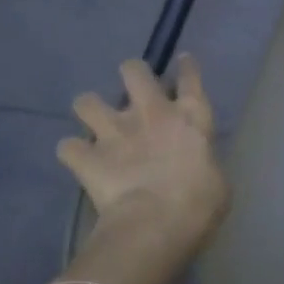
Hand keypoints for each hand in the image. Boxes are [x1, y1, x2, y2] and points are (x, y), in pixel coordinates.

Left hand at [57, 56, 230, 252]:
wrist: (157, 222)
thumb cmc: (202, 201)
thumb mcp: (216, 177)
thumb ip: (203, 161)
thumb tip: (196, 167)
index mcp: (192, 115)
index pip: (190, 77)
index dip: (186, 67)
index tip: (182, 61)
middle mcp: (152, 113)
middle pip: (134, 71)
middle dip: (131, 74)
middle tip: (132, 90)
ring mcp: (115, 132)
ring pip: (86, 101)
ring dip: (90, 110)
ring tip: (96, 124)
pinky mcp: (86, 158)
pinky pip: (67, 147)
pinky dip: (72, 152)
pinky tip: (79, 159)